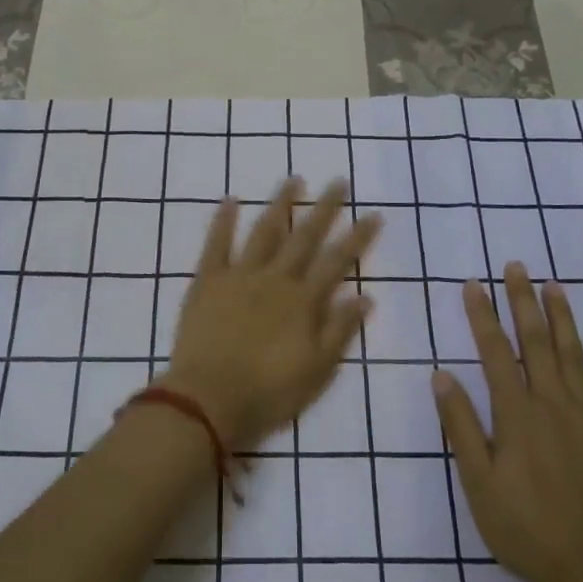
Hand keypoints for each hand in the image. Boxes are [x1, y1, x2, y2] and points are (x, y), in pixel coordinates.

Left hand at [160, 178, 381, 451]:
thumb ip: (340, 330)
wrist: (208, 401)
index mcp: (304, 301)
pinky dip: (223, 221)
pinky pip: (216, 244)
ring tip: (294, 179)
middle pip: (305, 237)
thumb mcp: (317, 370)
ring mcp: (240, 275)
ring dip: (280, 204)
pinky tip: (231, 200)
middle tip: (339, 181)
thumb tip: (366, 296)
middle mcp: (276, 278)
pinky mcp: (208, 280)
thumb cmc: (269, 394)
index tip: (374, 213)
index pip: (338, 261)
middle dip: (325, 208)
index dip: (358, 237)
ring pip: (264, 231)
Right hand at [433, 264, 582, 581]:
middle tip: (517, 266)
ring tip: (554, 286)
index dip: (482, 316)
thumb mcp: (478, 483)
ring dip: (563, 319)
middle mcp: (553, 404)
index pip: (495, 352)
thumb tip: (441, 374)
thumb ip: (460, 426)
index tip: (473, 284)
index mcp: (517, 414)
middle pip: (536, 342)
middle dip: (523, 302)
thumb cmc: (525, 529)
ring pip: (574, 356)